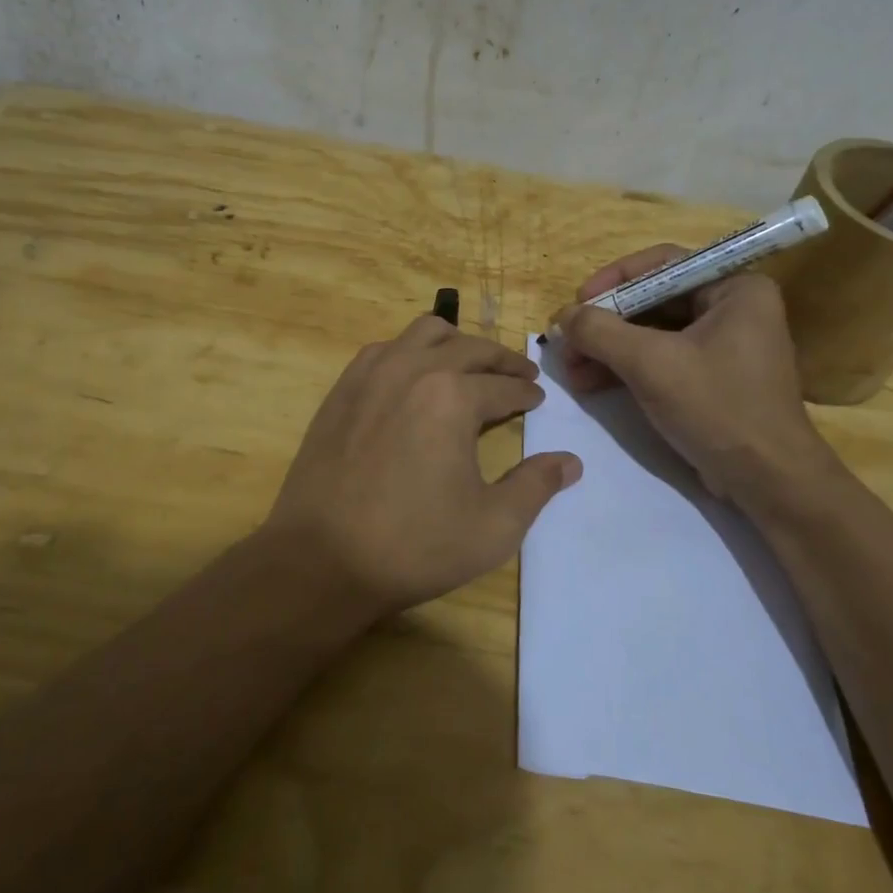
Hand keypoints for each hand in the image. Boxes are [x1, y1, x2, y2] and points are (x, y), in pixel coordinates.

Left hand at [263, 316, 582, 616]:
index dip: (526, 391)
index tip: (538, 398)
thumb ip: (536, 486)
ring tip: (471, 364)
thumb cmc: (414, 546)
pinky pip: (385, 349)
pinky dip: (411, 351)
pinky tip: (414, 376)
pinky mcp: (342, 388)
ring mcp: (371, 374)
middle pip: (469, 348)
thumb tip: (571, 461)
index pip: (504, 384)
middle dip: (501, 360)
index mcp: (453, 396)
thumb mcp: (493, 527)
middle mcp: (413, 369)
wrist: (321, 559)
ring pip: (424, 333)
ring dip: (456, 343)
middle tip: (520, 373)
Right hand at [553, 247, 842, 500]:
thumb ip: (600, 331)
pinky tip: (592, 383)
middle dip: (606, 324)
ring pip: (653, 333)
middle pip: (654, 301)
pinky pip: (663, 359)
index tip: (577, 302)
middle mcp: (734, 308)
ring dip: (609, 350)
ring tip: (571, 370)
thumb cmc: (716, 407)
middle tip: (568, 342)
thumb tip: (562, 315)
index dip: (614, 280)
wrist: (767, 482)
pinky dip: (627, 368)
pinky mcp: (713, 378)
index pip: (663, 265)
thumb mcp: (650, 363)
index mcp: (735, 289)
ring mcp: (725, 345)